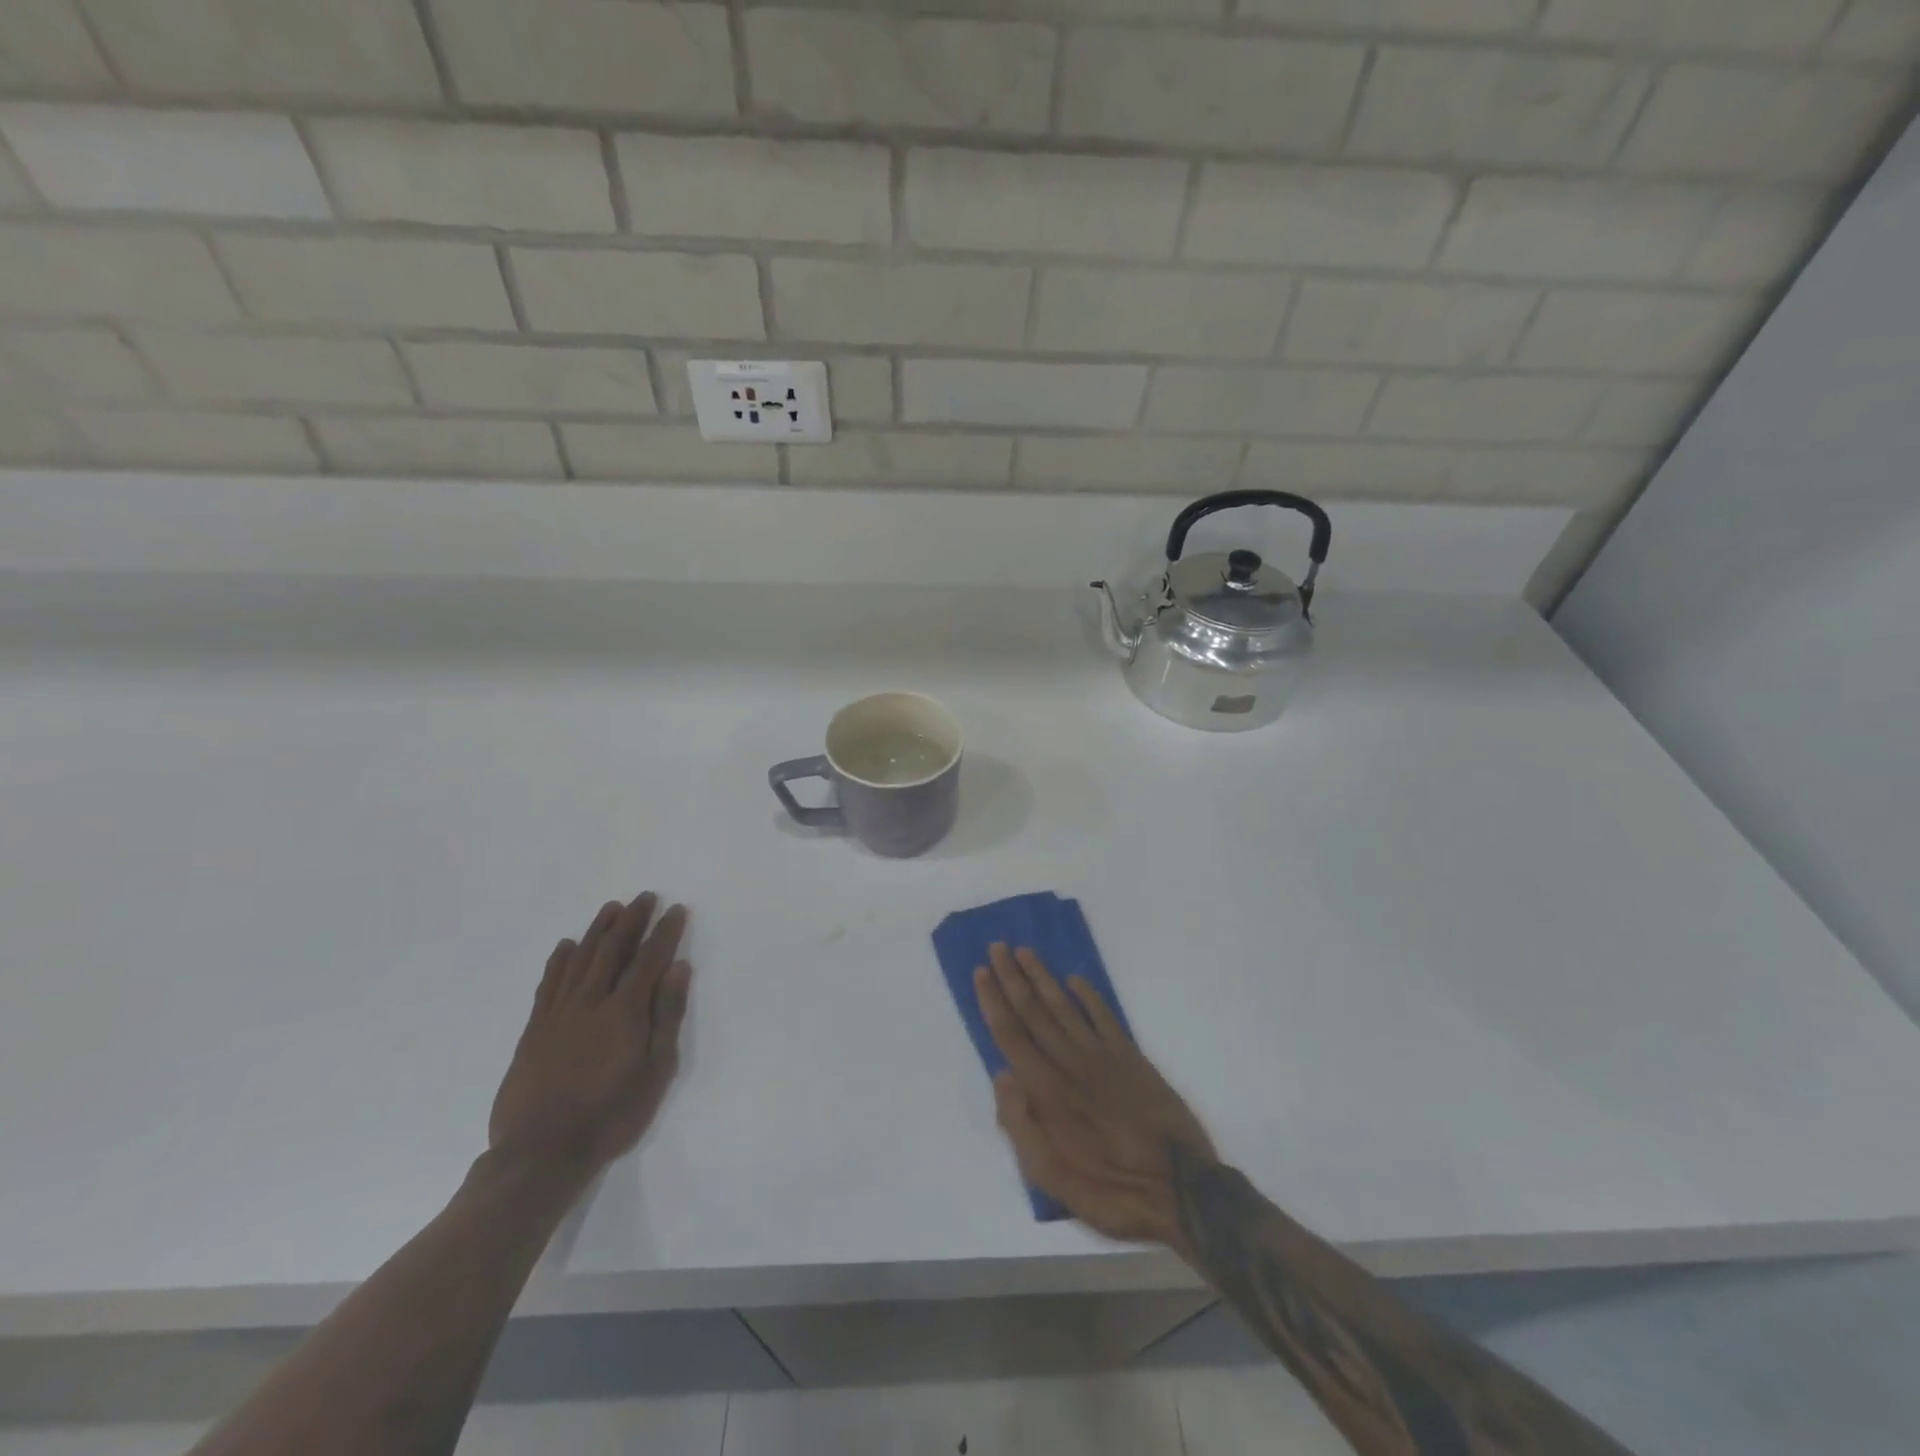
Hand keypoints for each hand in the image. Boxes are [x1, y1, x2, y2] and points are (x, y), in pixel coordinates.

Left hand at [489, 893, 690, 1185]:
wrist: (541, 1152)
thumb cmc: (611, 1114)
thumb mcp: (655, 1070)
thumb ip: (667, 1016)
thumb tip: (678, 968)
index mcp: (625, 1011)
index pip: (649, 959)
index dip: (664, 932)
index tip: (676, 910)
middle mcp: (591, 1001)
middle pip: (613, 950)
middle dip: (632, 920)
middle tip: (645, 897)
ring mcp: (559, 1013)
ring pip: (580, 959)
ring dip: (598, 930)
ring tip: (611, 908)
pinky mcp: (535, 1029)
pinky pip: (549, 983)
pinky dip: (560, 960)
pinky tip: (567, 946)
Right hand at [976, 944, 1217, 1255]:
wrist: (1183, 1191)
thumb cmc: (1111, 1190)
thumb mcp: (1052, 1178)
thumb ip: (1020, 1125)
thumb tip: (1002, 1075)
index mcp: (1047, 1091)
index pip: (1012, 1035)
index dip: (994, 1001)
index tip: (981, 971)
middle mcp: (1071, 1063)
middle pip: (1034, 1011)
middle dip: (1013, 978)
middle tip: (998, 946)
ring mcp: (1103, 1056)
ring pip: (1065, 1007)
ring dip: (1043, 978)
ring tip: (1026, 952)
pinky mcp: (1132, 1058)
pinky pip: (1105, 1017)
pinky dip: (1090, 995)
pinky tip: (1076, 980)